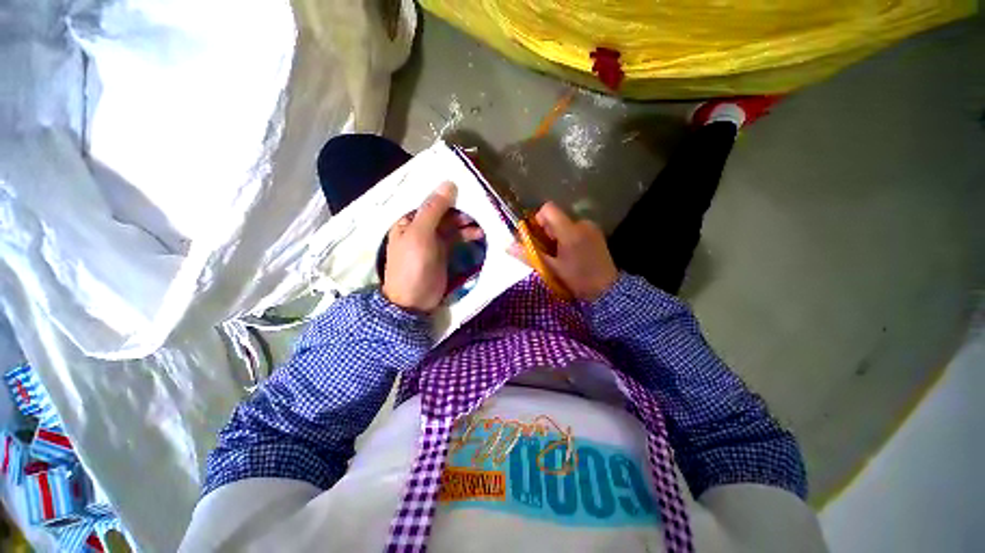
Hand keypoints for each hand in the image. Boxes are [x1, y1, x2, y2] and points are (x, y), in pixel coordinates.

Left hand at [382, 182, 482, 312]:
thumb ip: (433, 210)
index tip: (467, 190)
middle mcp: (420, 227)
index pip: (429, 201)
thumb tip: (448, 183)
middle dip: (460, 210)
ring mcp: (433, 241)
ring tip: (480, 226)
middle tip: (478, 210)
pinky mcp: (443, 253)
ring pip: (451, 225)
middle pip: (442, 212)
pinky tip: (478, 235)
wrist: (414, 301)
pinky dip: (466, 236)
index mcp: (409, 220)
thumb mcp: (420, 235)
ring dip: (465, 224)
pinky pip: (456, 239)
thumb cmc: (413, 265)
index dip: (447, 195)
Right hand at [510, 202, 618, 300]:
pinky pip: (576, 229)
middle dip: (547, 232)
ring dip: (558, 236)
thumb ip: (528, 255)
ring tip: (561, 255)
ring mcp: (591, 228)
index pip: (548, 209)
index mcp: (569, 231)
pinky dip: (569, 237)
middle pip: (556, 218)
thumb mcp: (551, 269)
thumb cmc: (577, 279)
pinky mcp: (596, 233)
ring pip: (565, 224)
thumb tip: (507, 246)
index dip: (538, 220)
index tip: (537, 237)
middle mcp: (581, 223)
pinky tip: (572, 254)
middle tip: (549, 252)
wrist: (607, 290)